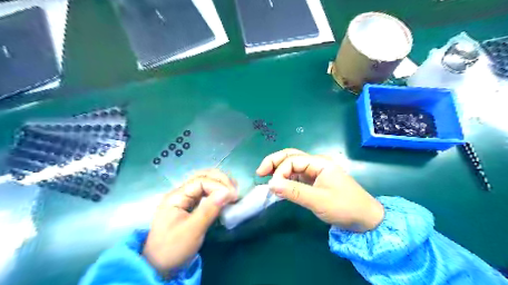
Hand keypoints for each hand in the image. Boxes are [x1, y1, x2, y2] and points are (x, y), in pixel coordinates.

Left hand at [143, 170, 237, 274]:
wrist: (158, 266)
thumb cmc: (173, 249)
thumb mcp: (192, 231)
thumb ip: (209, 210)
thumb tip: (227, 192)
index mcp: (176, 196)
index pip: (201, 181)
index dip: (218, 185)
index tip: (232, 196)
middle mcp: (180, 193)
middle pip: (202, 176)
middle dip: (220, 180)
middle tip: (234, 191)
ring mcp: (184, 198)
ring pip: (204, 182)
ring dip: (219, 183)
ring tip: (232, 191)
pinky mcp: (189, 205)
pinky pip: (204, 192)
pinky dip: (216, 191)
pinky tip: (224, 195)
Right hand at [256, 150, 382, 231]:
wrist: (365, 219)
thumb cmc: (344, 207)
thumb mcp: (318, 200)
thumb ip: (294, 192)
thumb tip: (270, 185)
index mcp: (319, 163)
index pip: (292, 160)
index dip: (279, 171)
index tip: (272, 186)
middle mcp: (316, 163)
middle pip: (291, 156)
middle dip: (274, 162)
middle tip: (259, 172)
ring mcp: (315, 172)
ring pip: (292, 165)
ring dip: (278, 169)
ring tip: (265, 177)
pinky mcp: (314, 181)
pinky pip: (296, 176)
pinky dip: (286, 179)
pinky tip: (279, 186)